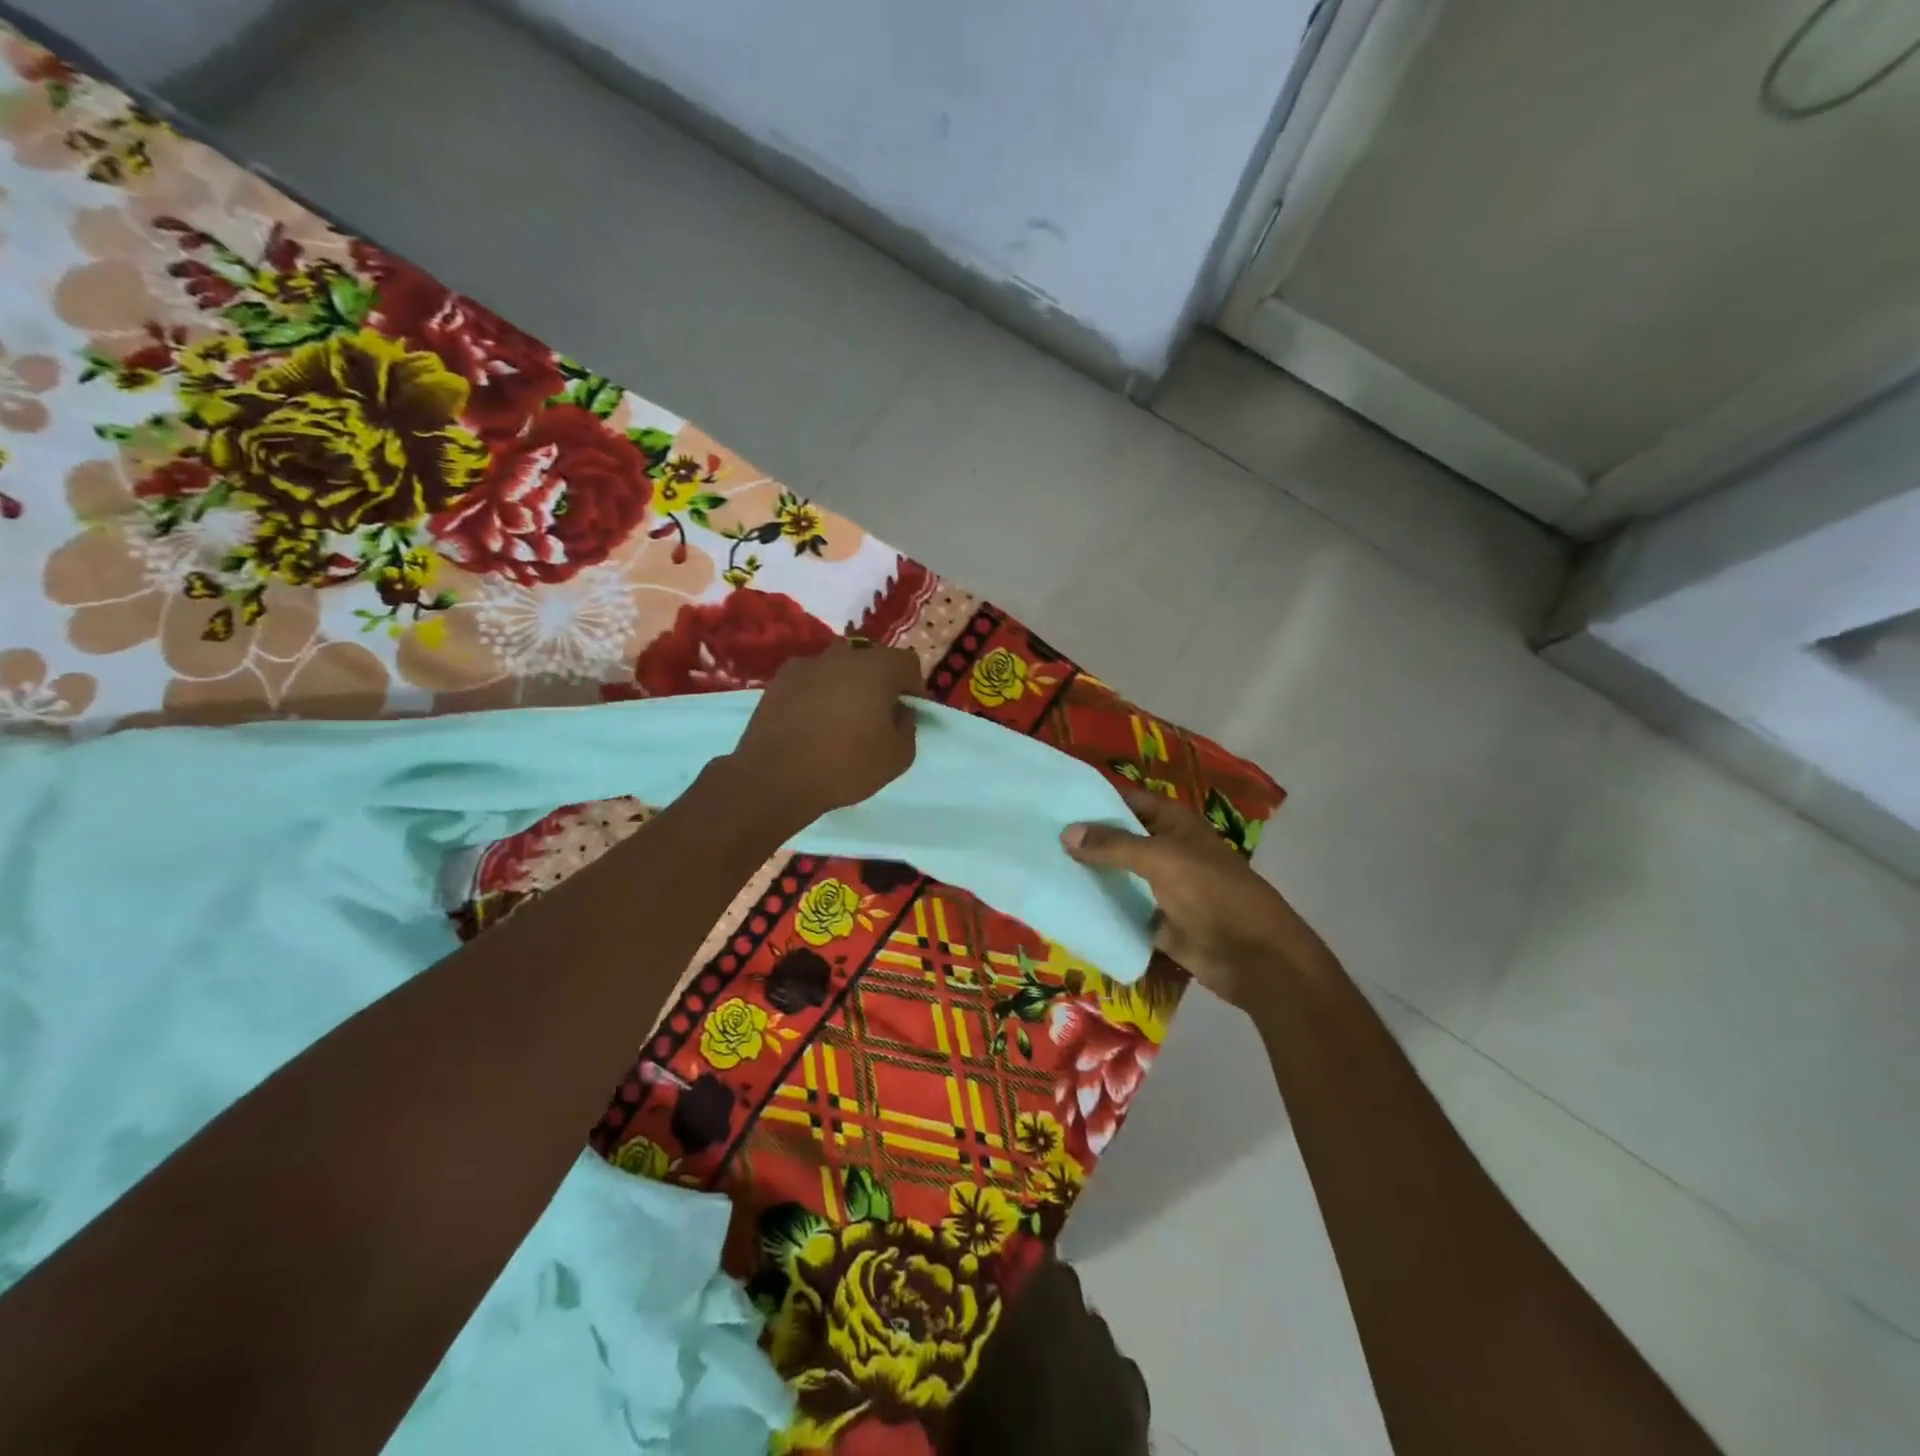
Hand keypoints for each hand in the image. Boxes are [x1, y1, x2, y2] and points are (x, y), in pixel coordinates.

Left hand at [727, 641, 924, 825]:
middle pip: (872, 660)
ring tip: (842, 717)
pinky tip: (812, 721)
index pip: (907, 664)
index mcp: (877, 668)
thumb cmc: (845, 766)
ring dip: (847, 685)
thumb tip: (899, 711)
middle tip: (879, 713)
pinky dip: (818, 693)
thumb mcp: (898, 756)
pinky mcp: (779, 680)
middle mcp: (842, 656)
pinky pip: (811, 680)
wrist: (775, 778)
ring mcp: (807, 664)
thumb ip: (908, 726)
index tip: (911, 711)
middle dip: (881, 682)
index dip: (914, 687)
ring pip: (838, 668)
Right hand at [1061, 785, 1333, 1008]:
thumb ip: (1113, 845)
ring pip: (1117, 874)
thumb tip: (1066, 833)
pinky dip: (1099, 907)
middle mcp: (1165, 849)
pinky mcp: (1156, 921)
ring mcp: (1160, 887)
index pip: (1126, 801)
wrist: (1253, 957)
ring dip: (1087, 873)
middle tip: (1035, 835)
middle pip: (1118, 838)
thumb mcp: (1161, 859)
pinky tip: (1063, 904)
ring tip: (1040, 866)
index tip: (1051, 800)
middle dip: (1083, 838)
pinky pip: (1121, 908)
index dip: (1094, 798)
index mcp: (1173, 823)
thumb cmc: (1212, 893)